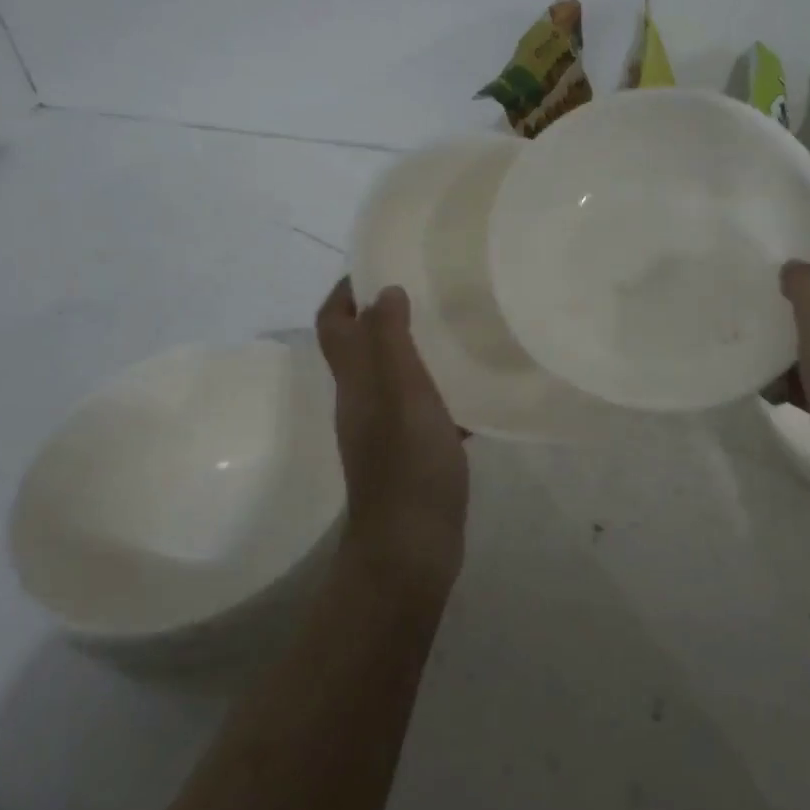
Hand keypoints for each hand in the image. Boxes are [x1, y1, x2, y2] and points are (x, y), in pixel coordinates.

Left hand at [316, 279, 469, 595]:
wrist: (411, 545)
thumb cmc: (407, 463)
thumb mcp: (402, 393)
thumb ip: (391, 340)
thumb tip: (384, 291)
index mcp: (355, 380)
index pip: (334, 323)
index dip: (346, 291)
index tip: (377, 264)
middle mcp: (363, 400)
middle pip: (362, 346)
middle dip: (384, 313)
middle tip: (428, 289)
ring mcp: (386, 429)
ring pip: (395, 375)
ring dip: (416, 349)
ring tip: (455, 329)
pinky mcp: (411, 452)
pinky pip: (423, 408)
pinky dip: (441, 391)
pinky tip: (475, 389)